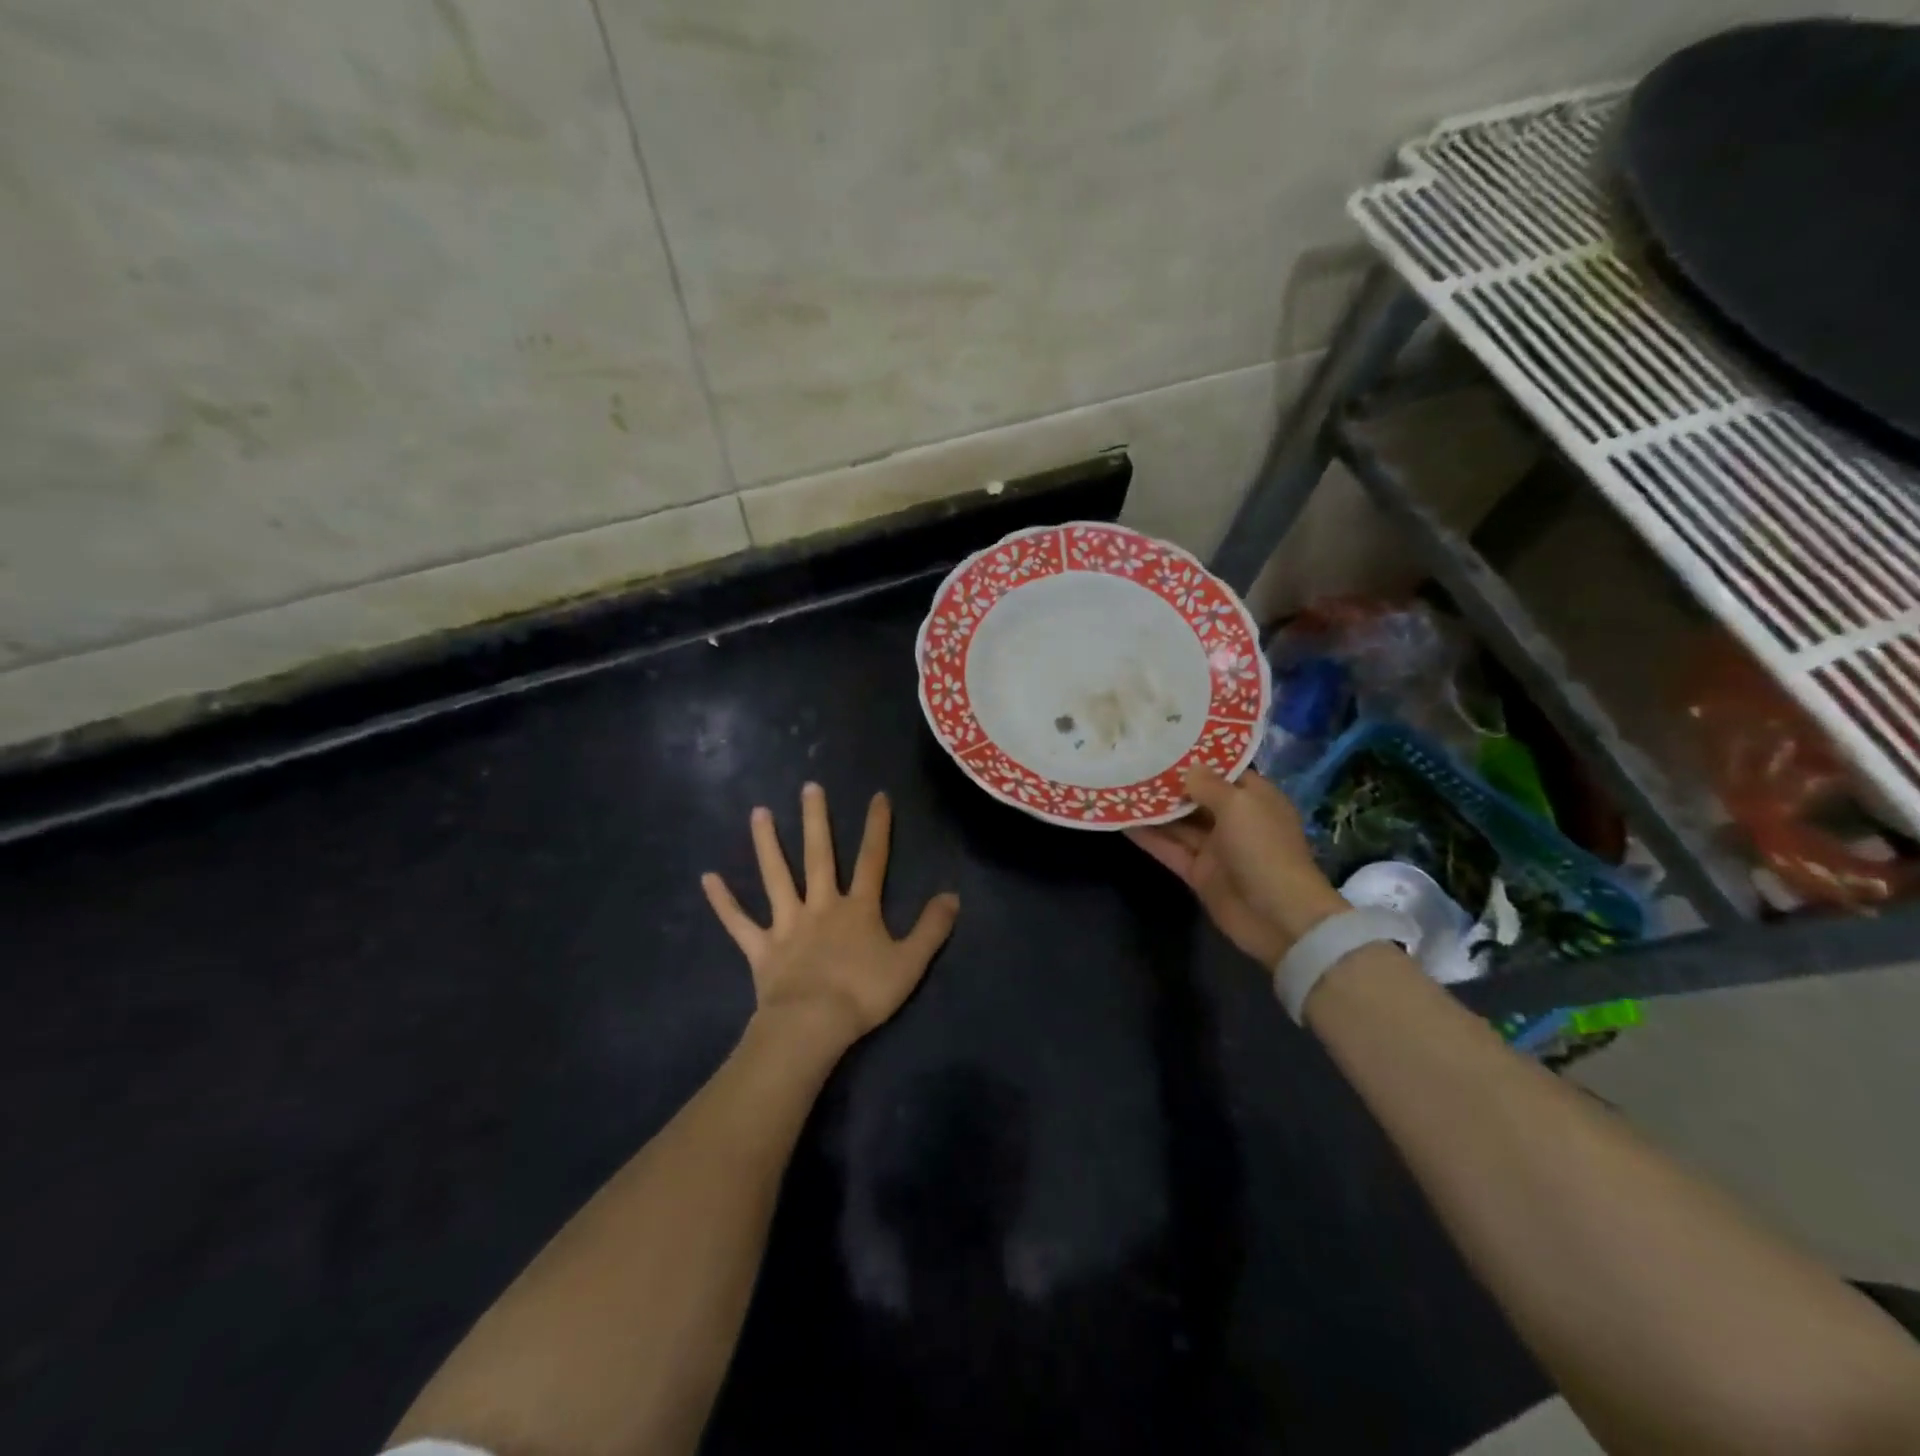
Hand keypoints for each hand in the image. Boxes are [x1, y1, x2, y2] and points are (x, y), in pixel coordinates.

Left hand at [703, 783, 960, 1051]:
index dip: (878, 828)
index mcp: (858, 908)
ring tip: (758, 812)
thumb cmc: (864, 993)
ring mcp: (787, 924)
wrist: (813, 1025)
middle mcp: (821, 905)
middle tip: (809, 787)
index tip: (878, 796)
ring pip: (776, 876)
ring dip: (767, 844)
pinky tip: (708, 878)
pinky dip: (723, 902)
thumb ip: (932, 928)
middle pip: (819, 855)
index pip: (872, 860)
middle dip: (816, 820)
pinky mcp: (761, 948)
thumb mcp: (910, 962)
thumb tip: (953, 895)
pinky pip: (739, 922)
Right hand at [1126, 766, 1347, 967]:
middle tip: (1132, 761)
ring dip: (1153, 810)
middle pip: (1196, 797)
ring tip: (1120, 787)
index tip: (1164, 742)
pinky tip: (1122, 822)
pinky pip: (1170, 849)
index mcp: (1254, 798)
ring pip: (1179, 824)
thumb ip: (1209, 785)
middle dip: (1168, 783)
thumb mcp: (1239, 805)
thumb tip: (1188, 768)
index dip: (1196, 757)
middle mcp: (1234, 820)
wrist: (1278, 917)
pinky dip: (1149, 838)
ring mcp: (1215, 849)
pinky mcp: (1198, 873)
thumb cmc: (1264, 848)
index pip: (1223, 771)